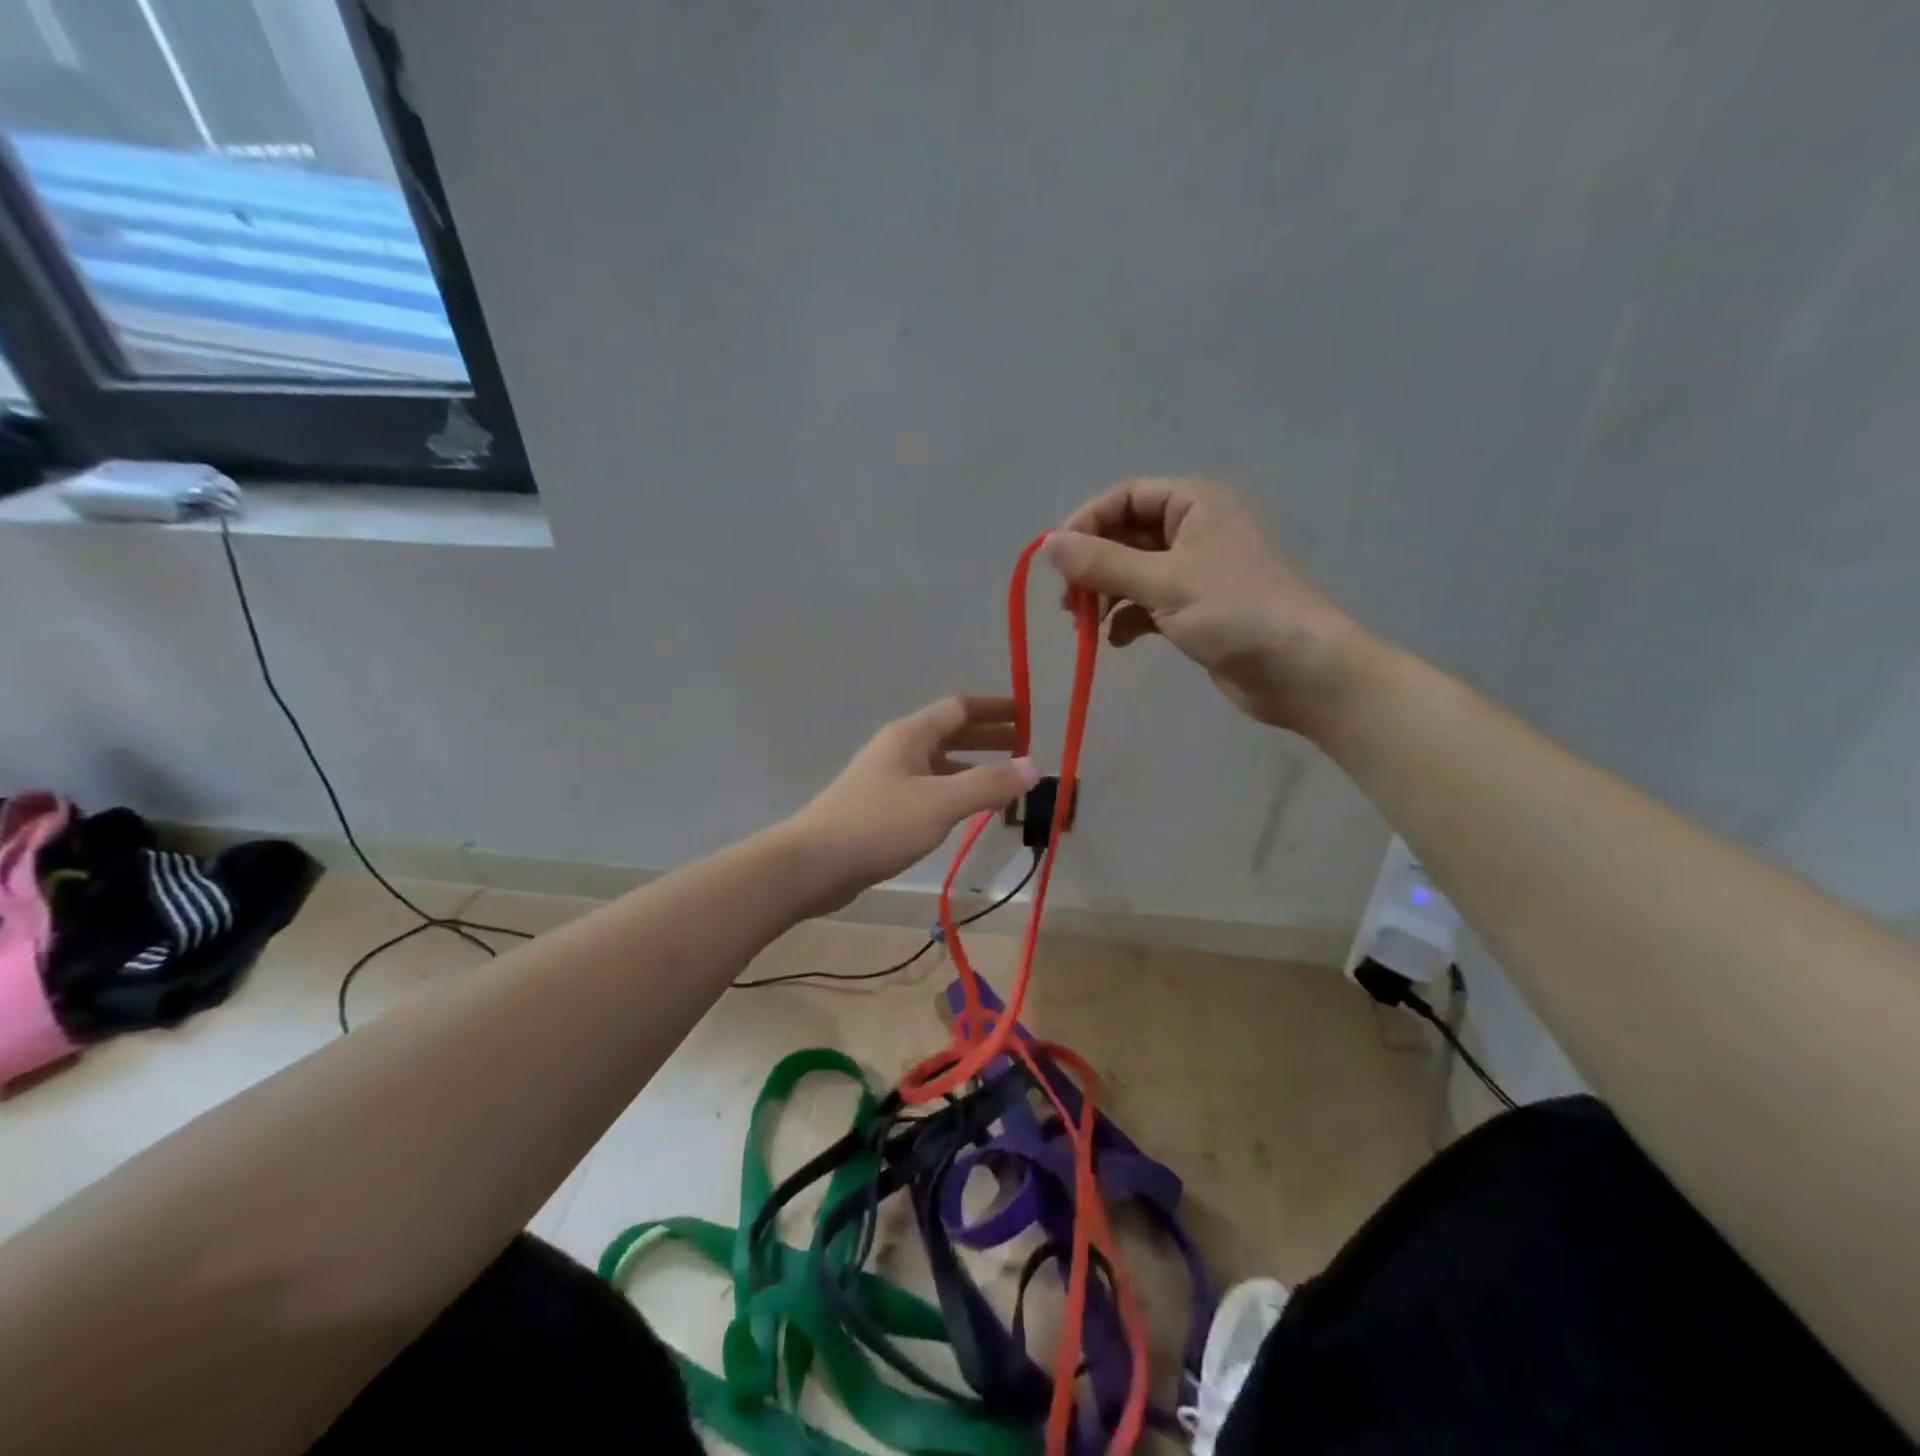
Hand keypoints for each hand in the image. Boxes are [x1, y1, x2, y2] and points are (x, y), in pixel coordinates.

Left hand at [785, 696, 1040, 914]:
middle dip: (988, 737)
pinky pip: (928, 789)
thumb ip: (988, 784)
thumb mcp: (940, 803)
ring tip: (1005, 781)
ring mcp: (887, 779)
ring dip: (972, 767)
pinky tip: (967, 811)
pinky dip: (954, 791)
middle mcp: (898, 749)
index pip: (959, 709)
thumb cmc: (878, 825)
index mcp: (910, 735)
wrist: (811, 865)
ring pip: (939, 764)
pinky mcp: (880, 809)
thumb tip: (1034, 766)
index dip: (995, 709)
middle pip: (950, 733)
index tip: (1027, 715)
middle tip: (1025, 747)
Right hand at [1043, 477, 1371, 734]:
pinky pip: (1147, 603)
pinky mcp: (1195, 609)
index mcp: (1194, 504)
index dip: (1087, 522)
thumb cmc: (1236, 612)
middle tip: (1067, 601)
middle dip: (1093, 566)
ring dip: (1104, 595)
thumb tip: (1048, 544)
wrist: (1301, 671)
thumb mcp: (1164, 583)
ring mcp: (1195, 572)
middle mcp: (1194, 530)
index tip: (1057, 560)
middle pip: (1125, 535)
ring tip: (1083, 625)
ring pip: (1133, 572)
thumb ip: (1102, 563)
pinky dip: (1126, 619)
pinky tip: (1115, 641)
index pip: (1125, 497)